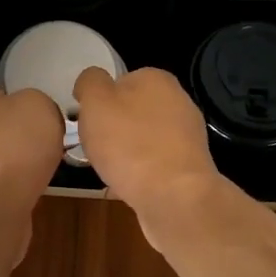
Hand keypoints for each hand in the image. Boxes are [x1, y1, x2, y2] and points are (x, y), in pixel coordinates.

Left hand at [0, 84, 64, 262]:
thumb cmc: (15, 147)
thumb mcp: (39, 104)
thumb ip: (39, 102)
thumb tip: (36, 117)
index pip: (0, 92)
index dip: (25, 101)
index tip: (47, 115)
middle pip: (5, 125)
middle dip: (27, 134)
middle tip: (53, 141)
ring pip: (6, 156)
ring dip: (26, 162)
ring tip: (49, 168)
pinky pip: (6, 183)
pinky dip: (21, 186)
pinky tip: (35, 190)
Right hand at [73, 67, 222, 230]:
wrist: (174, 197)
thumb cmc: (129, 144)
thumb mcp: (95, 102)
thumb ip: (90, 82)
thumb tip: (91, 80)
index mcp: (156, 79)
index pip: (120, 81)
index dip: (99, 101)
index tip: (87, 122)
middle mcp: (178, 101)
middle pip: (132, 111)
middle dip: (112, 129)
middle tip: (94, 147)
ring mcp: (187, 136)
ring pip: (142, 139)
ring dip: (124, 152)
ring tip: (107, 170)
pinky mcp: (188, 167)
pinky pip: (153, 164)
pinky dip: (138, 173)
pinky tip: (125, 187)